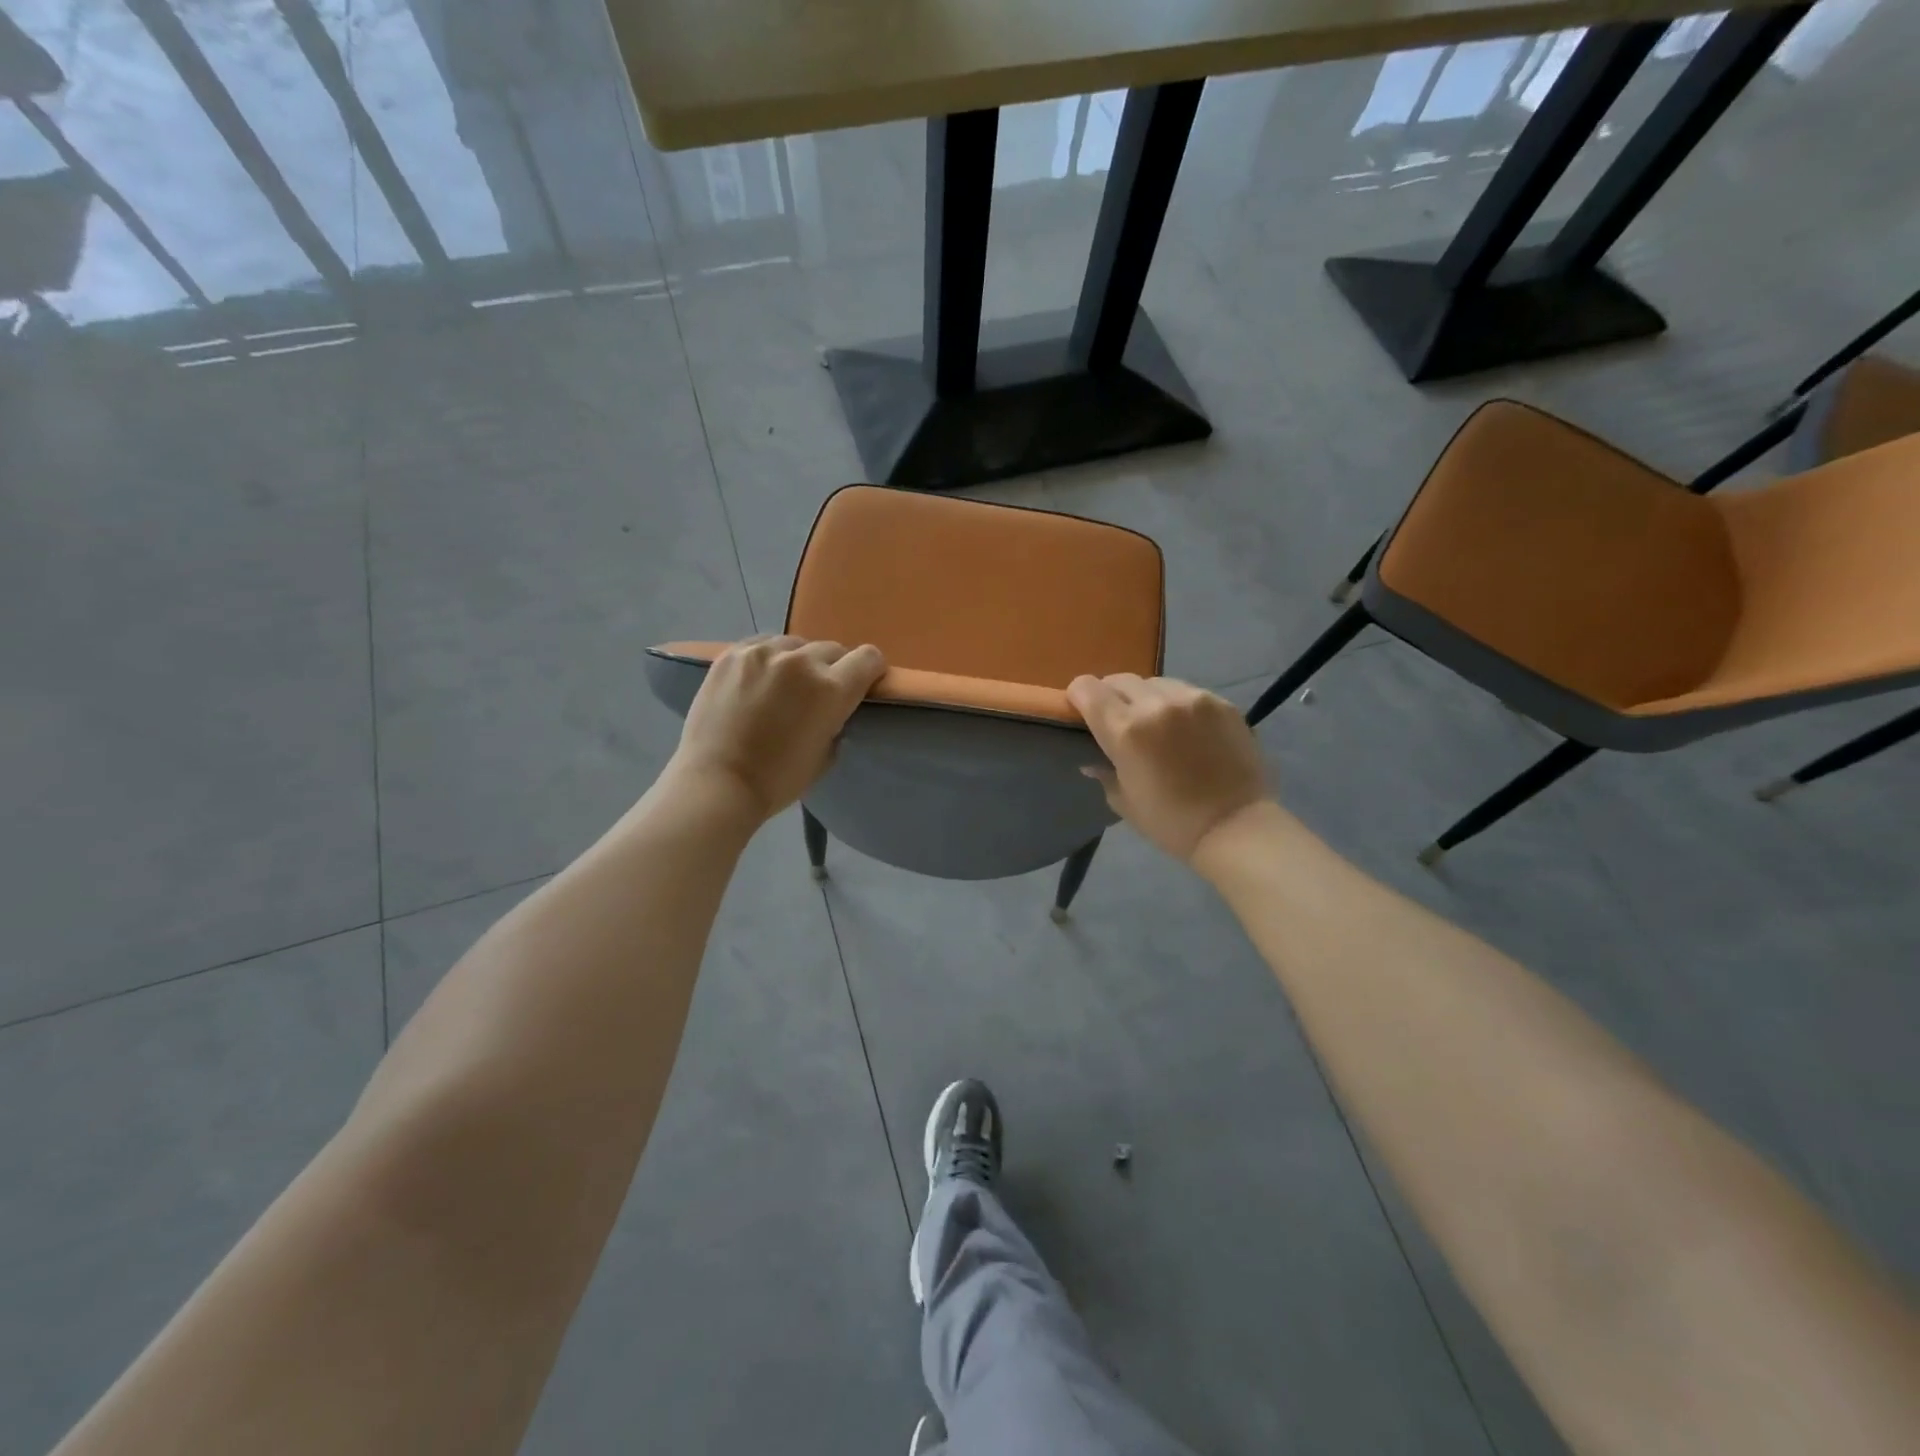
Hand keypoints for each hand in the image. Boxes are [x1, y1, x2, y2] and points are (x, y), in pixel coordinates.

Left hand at [668, 636, 885, 820]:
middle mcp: (801, 661)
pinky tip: (758, 680)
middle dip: (832, 668)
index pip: (868, 658)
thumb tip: (833, 707)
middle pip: (832, 649)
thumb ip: (836, 720)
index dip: (870, 670)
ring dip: (798, 661)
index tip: (862, 684)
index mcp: (831, 689)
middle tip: (817, 694)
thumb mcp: (826, 754)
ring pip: (796, 644)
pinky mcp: (732, 654)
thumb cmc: (778, 780)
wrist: (716, 783)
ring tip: (783, 685)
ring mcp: (762, 653)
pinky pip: (762, 645)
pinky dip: (768, 659)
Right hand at [1067, 673, 1270, 862]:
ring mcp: (1193, 699)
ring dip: (1146, 697)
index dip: (1078, 697)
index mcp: (1126, 730)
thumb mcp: (1125, 802)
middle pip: (1119, 679)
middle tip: (1118, 720)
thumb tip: (1092, 761)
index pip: (1087, 688)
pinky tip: (1186, 729)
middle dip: (1111, 696)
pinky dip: (1177, 704)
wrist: (1237, 827)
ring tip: (1155, 723)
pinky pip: (1187, 692)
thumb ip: (1105, 773)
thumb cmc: (1172, 823)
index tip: (1081, 712)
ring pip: (1155, 682)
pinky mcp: (1222, 703)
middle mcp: (1156, 704)